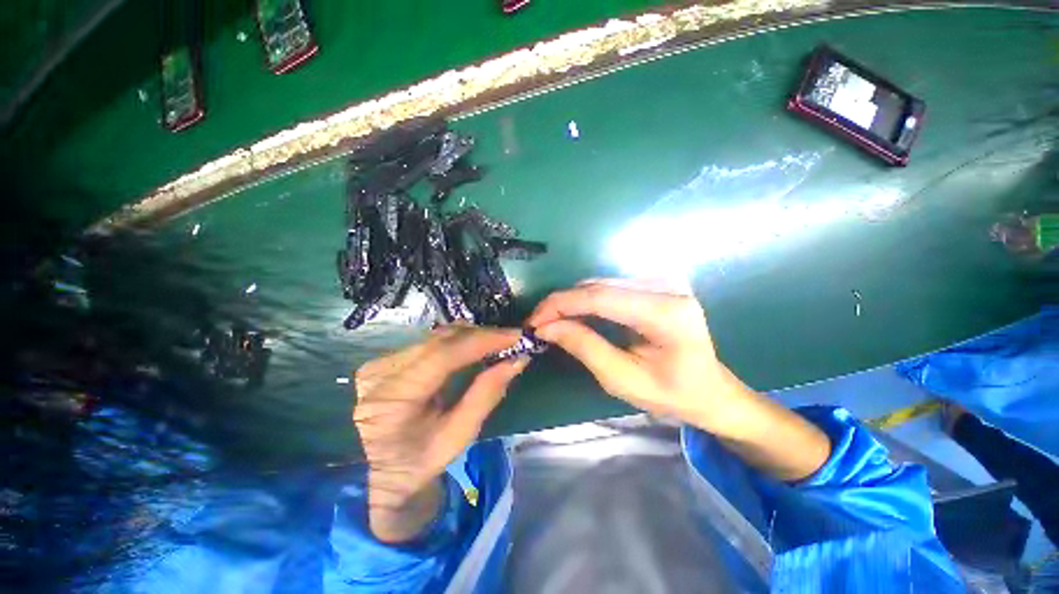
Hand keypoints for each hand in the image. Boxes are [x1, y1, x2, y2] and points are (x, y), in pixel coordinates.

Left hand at [353, 325, 528, 541]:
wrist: (370, 477)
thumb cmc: (417, 464)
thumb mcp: (456, 437)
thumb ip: (486, 395)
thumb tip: (516, 361)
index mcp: (395, 398)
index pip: (444, 355)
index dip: (482, 340)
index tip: (515, 335)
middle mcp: (382, 372)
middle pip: (440, 339)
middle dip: (480, 335)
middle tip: (510, 339)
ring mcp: (379, 363)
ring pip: (435, 337)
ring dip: (469, 337)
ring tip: (495, 343)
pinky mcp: (383, 361)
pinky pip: (427, 342)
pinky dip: (454, 342)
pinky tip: (471, 348)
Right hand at [527, 278, 744, 434]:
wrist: (711, 390)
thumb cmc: (672, 394)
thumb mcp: (623, 380)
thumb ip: (584, 348)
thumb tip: (547, 327)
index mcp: (666, 313)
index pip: (600, 297)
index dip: (561, 305)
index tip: (535, 322)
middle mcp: (666, 286)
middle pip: (598, 286)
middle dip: (562, 303)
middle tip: (539, 325)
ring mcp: (662, 282)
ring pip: (601, 284)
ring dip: (572, 301)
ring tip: (552, 322)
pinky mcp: (655, 286)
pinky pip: (610, 287)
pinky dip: (586, 301)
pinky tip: (574, 315)